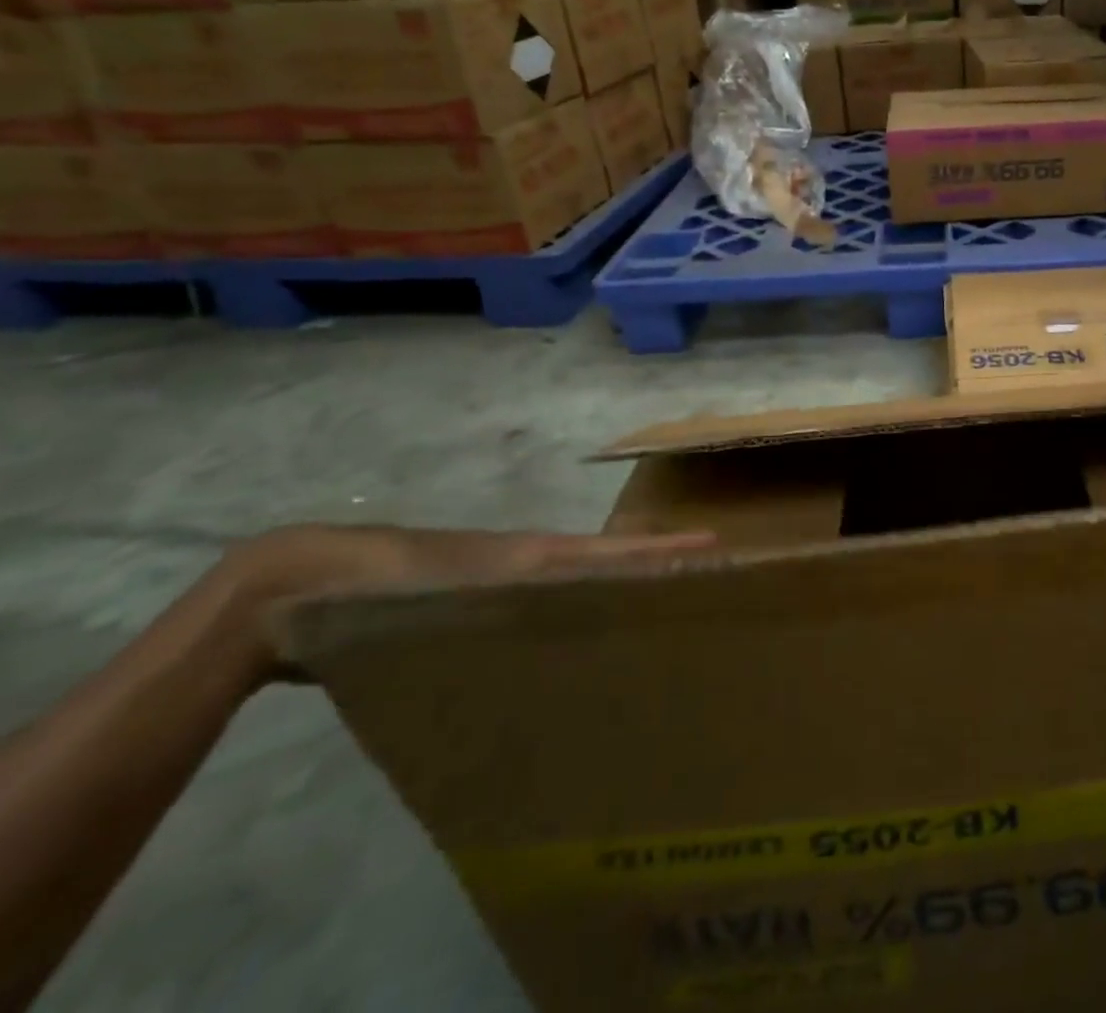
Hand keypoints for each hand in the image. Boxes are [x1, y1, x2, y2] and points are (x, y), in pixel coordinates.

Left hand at [217, 523, 713, 684]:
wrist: (305, 580)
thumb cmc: (378, 582)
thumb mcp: (449, 586)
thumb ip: (508, 589)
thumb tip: (579, 587)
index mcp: (534, 555)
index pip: (616, 551)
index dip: (664, 550)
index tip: (715, 546)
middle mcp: (532, 562)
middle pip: (609, 561)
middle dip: (657, 567)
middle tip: (705, 583)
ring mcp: (506, 579)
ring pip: (580, 581)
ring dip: (621, 589)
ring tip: (659, 613)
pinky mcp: (478, 601)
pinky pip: (545, 603)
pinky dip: (579, 608)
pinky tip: (580, 643)